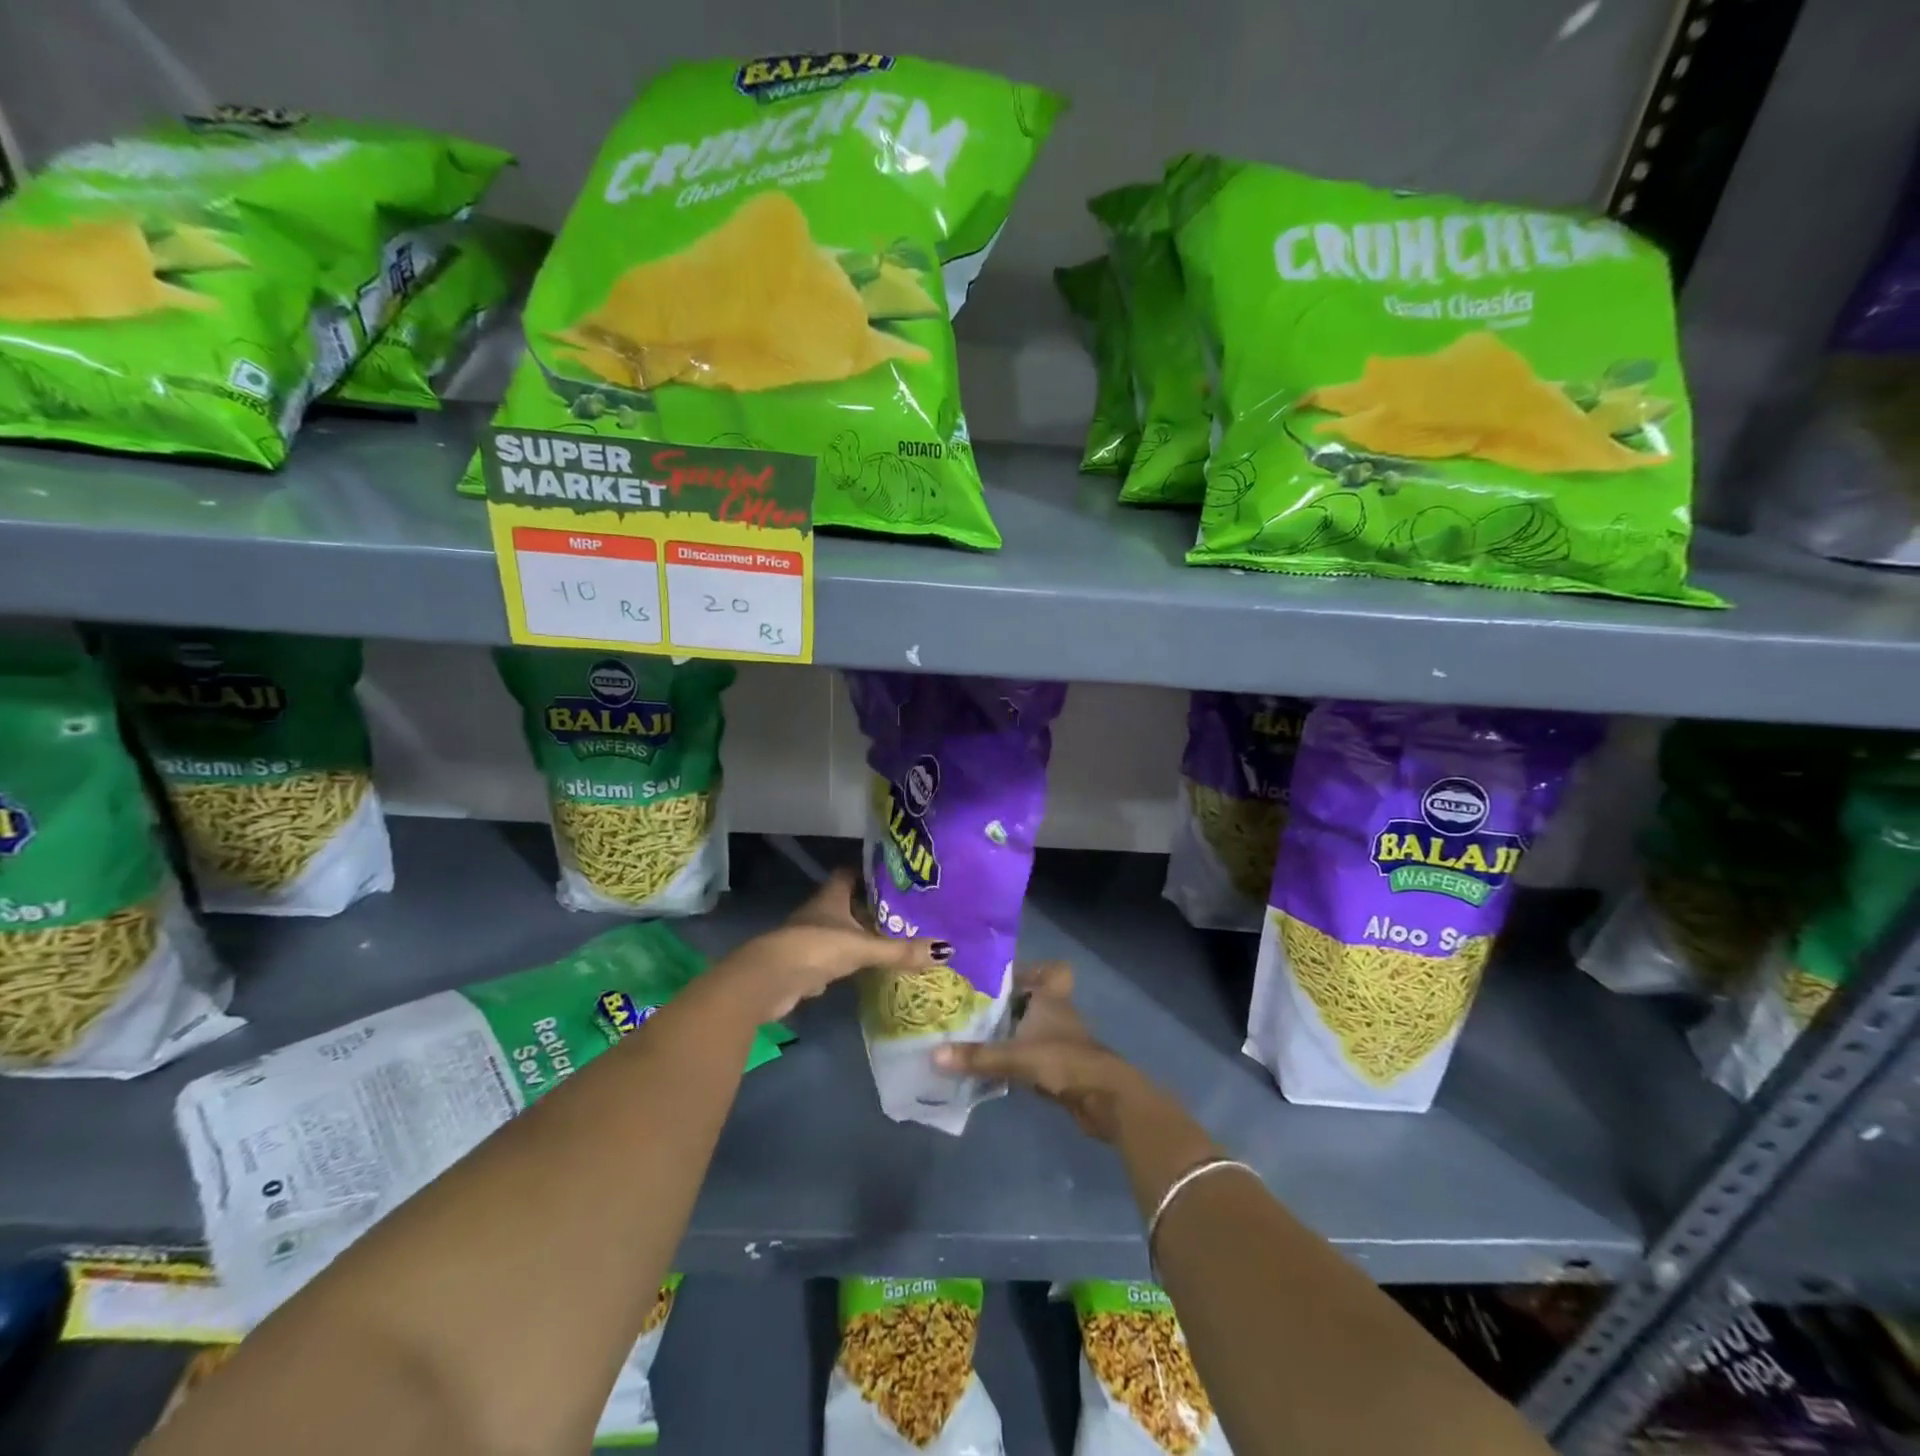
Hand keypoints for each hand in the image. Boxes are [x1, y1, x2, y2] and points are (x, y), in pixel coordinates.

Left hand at [719, 869, 946, 1020]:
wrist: (770, 980)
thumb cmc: (816, 947)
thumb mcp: (863, 947)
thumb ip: (900, 950)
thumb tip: (946, 950)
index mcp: (831, 896)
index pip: (850, 872)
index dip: (869, 871)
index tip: (894, 874)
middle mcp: (820, 911)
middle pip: (848, 901)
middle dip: (871, 905)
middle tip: (904, 908)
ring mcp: (810, 937)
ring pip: (841, 929)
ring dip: (860, 933)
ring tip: (893, 936)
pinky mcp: (806, 963)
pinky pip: (833, 956)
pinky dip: (849, 960)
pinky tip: (868, 966)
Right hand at [933, 963, 1143, 1142]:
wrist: (1103, 1099)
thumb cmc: (1062, 1060)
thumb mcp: (1015, 1056)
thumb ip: (977, 1056)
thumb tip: (935, 1055)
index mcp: (1050, 997)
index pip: (1050, 970)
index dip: (1029, 969)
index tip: (996, 976)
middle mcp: (1056, 1012)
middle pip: (1033, 998)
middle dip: (1007, 1002)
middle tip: (972, 1006)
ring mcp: (1060, 1040)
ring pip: (1031, 1025)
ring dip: (1009, 1030)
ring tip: (974, 1034)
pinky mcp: (1060, 1065)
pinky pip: (1032, 1052)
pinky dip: (1015, 1055)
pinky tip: (992, 1065)